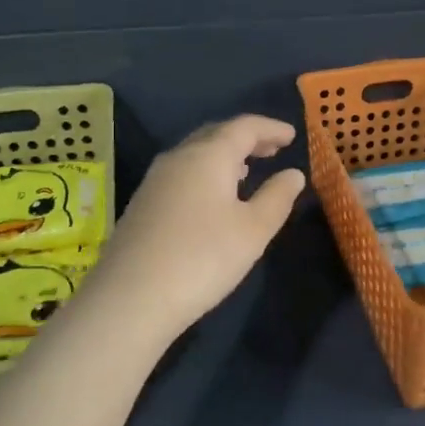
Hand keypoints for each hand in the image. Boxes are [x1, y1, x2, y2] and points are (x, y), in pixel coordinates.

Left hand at [90, 115, 305, 338]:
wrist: (131, 299)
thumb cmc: (203, 258)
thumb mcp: (253, 230)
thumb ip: (277, 197)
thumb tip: (293, 174)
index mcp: (208, 156)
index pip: (244, 127)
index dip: (270, 128)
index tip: (292, 135)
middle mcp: (178, 158)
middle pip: (216, 134)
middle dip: (246, 138)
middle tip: (272, 148)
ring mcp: (155, 181)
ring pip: (195, 154)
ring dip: (224, 156)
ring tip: (246, 169)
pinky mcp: (142, 205)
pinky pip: (182, 174)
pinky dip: (205, 173)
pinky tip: (213, 197)